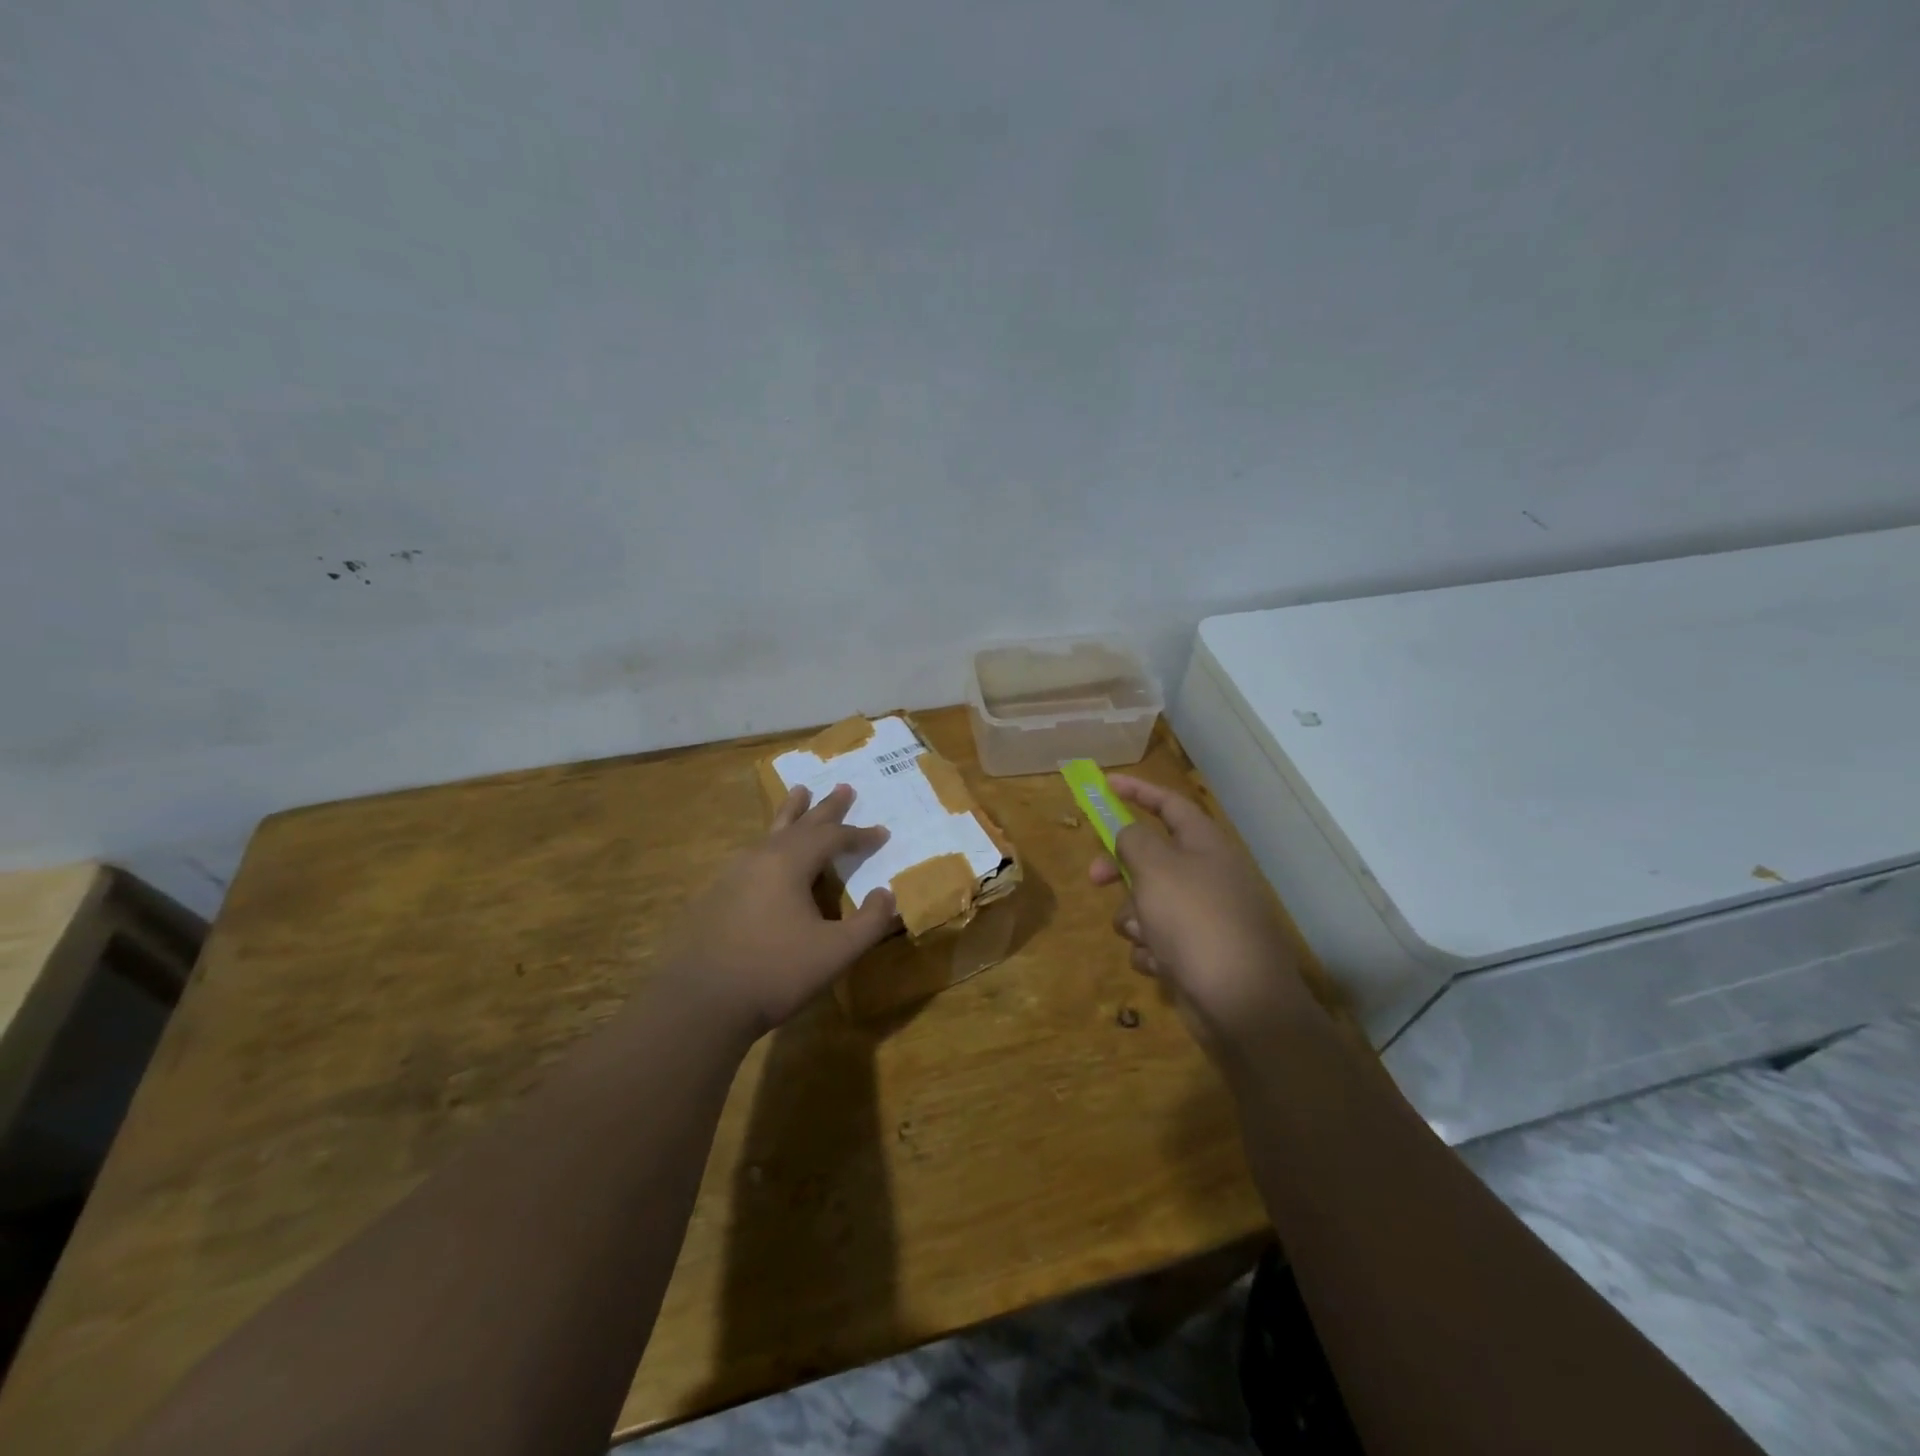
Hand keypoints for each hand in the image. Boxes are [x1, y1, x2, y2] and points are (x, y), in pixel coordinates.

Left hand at [665, 783, 897, 1037]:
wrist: (699, 1004)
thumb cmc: (775, 973)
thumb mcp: (836, 952)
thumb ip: (870, 922)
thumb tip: (888, 894)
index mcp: (788, 863)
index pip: (833, 837)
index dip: (860, 835)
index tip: (883, 833)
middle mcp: (760, 858)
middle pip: (800, 824)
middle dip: (825, 808)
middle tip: (843, 787)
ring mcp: (732, 875)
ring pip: (770, 834)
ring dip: (792, 815)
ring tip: (799, 794)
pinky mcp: (715, 895)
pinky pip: (753, 855)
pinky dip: (772, 844)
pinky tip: (768, 854)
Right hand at [1089, 775, 1311, 1046]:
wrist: (1240, 1002)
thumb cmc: (1195, 921)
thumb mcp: (1156, 868)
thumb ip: (1133, 840)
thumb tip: (1128, 833)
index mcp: (1205, 845)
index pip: (1168, 804)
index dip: (1137, 791)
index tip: (1105, 785)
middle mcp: (1206, 875)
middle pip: (1150, 857)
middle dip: (1119, 869)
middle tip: (1094, 878)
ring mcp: (1203, 917)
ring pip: (1147, 902)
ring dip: (1135, 918)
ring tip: (1146, 936)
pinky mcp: (1196, 954)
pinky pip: (1157, 939)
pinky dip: (1151, 950)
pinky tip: (1160, 964)